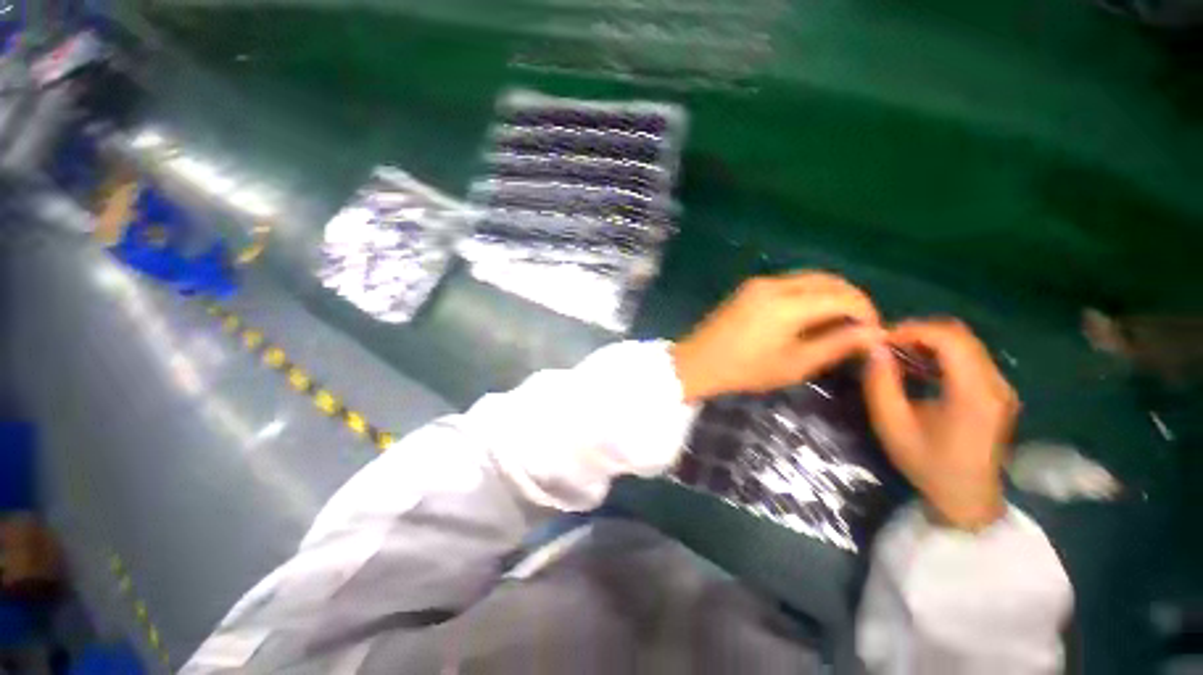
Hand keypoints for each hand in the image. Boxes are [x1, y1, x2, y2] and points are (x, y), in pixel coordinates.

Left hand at [671, 272, 883, 401]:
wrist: (698, 361)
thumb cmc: (745, 370)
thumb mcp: (794, 364)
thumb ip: (835, 345)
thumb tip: (872, 334)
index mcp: (787, 304)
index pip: (842, 296)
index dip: (865, 311)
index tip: (874, 331)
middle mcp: (775, 284)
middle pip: (827, 279)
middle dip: (850, 298)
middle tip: (860, 325)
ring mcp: (759, 282)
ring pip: (808, 278)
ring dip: (829, 293)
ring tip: (839, 321)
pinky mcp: (749, 287)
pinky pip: (789, 282)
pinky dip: (808, 293)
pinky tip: (811, 313)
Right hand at [863, 320, 1019, 529]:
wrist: (968, 499)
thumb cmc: (928, 465)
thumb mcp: (893, 426)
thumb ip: (881, 384)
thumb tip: (873, 349)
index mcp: (973, 394)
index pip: (949, 339)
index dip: (912, 330)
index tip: (880, 340)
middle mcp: (995, 384)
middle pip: (960, 335)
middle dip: (918, 332)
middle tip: (885, 345)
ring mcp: (1000, 387)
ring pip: (965, 343)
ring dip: (928, 341)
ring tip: (897, 354)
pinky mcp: (997, 392)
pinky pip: (969, 357)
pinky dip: (940, 353)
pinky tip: (918, 367)